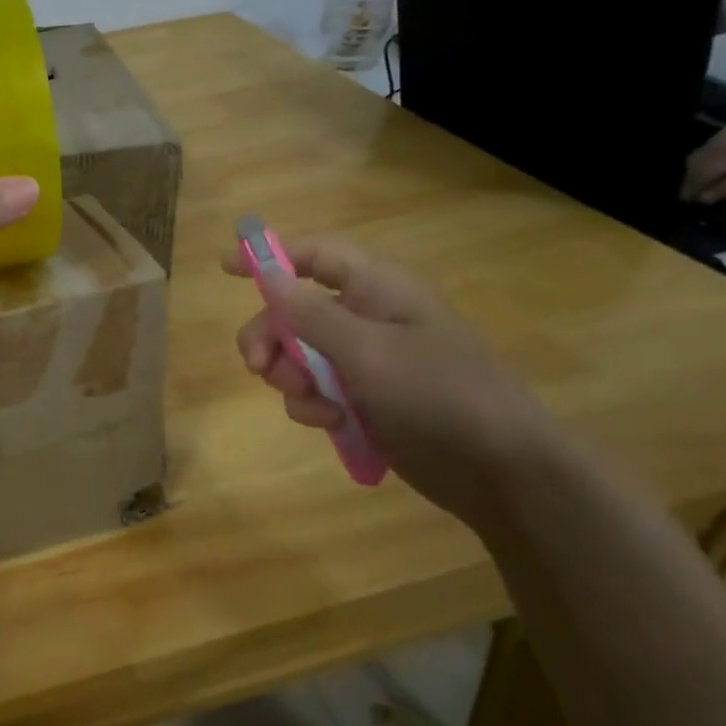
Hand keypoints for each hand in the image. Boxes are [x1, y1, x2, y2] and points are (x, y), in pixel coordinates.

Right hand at [222, 236, 561, 525]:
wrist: (499, 470)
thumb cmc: (437, 394)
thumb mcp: (367, 351)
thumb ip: (311, 314)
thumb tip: (268, 275)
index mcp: (378, 289)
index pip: (315, 256)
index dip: (270, 256)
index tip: (225, 268)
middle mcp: (368, 317)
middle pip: (294, 311)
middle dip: (271, 338)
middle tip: (256, 367)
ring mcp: (366, 361)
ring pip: (299, 356)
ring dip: (292, 379)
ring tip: (314, 406)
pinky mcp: (365, 399)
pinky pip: (316, 391)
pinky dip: (313, 406)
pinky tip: (332, 423)